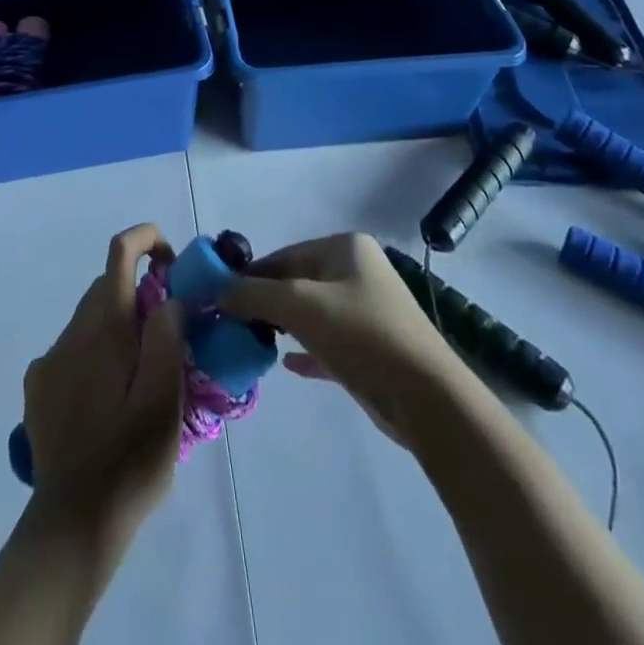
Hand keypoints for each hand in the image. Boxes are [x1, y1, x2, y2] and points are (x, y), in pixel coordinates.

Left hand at [22, 223, 187, 539]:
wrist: (72, 526)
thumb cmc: (129, 460)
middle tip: (170, 333)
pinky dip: (96, 353)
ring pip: (90, 319)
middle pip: (107, 285)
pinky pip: (73, 349)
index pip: (120, 250)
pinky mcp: (39, 387)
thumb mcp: (164, 398)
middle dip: (141, 292)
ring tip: (143, 376)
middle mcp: (71, 330)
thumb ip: (167, 336)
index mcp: (104, 325)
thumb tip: (169, 297)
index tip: (173, 267)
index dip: (148, 240)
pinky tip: (108, 398)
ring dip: (119, 327)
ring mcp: (49, 359)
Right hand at [221, 232, 472, 445]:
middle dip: (264, 303)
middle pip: (296, 282)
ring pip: (312, 313)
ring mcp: (367, 309)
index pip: (283, 255)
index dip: (249, 277)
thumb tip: (217, 291)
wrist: (426, 397)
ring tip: (251, 343)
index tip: (219, 300)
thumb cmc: (361, 335)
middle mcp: (357, 270)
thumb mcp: (299, 305)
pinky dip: (305, 350)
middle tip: (233, 325)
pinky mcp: (372, 348)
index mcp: (344, 247)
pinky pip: (328, 341)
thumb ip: (253, 294)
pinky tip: (285, 365)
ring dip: (282, 326)